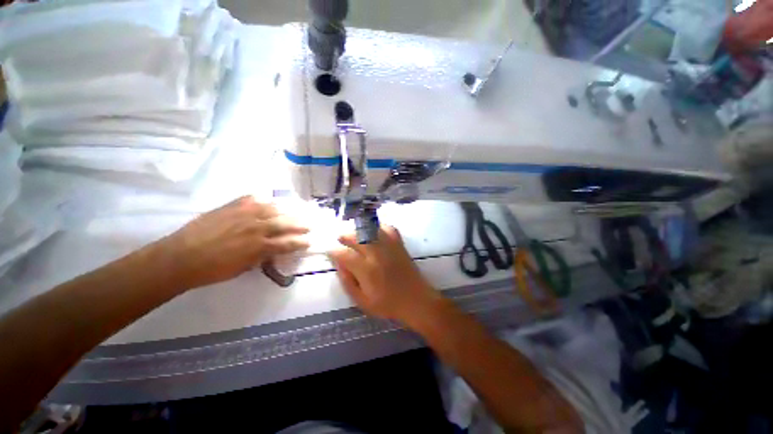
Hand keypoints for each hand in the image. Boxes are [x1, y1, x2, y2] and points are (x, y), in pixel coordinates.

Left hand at [156, 195, 308, 290]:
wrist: (180, 257)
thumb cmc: (213, 269)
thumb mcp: (243, 268)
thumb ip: (262, 257)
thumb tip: (274, 250)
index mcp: (259, 246)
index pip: (288, 243)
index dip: (301, 242)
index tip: (309, 241)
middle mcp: (256, 228)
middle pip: (285, 223)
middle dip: (300, 224)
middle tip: (309, 224)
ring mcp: (244, 214)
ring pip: (272, 208)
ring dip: (286, 211)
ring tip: (293, 211)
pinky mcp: (231, 206)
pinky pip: (252, 199)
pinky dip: (263, 200)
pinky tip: (268, 201)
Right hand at [328, 226, 439, 325]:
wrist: (416, 300)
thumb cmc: (388, 304)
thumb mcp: (362, 301)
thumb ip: (347, 282)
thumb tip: (339, 264)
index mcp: (366, 270)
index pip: (344, 254)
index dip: (334, 251)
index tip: (330, 251)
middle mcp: (377, 254)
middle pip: (356, 237)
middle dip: (344, 236)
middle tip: (341, 240)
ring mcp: (389, 246)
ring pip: (370, 230)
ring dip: (359, 230)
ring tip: (355, 235)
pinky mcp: (399, 244)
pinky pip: (388, 228)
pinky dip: (379, 227)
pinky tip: (374, 232)